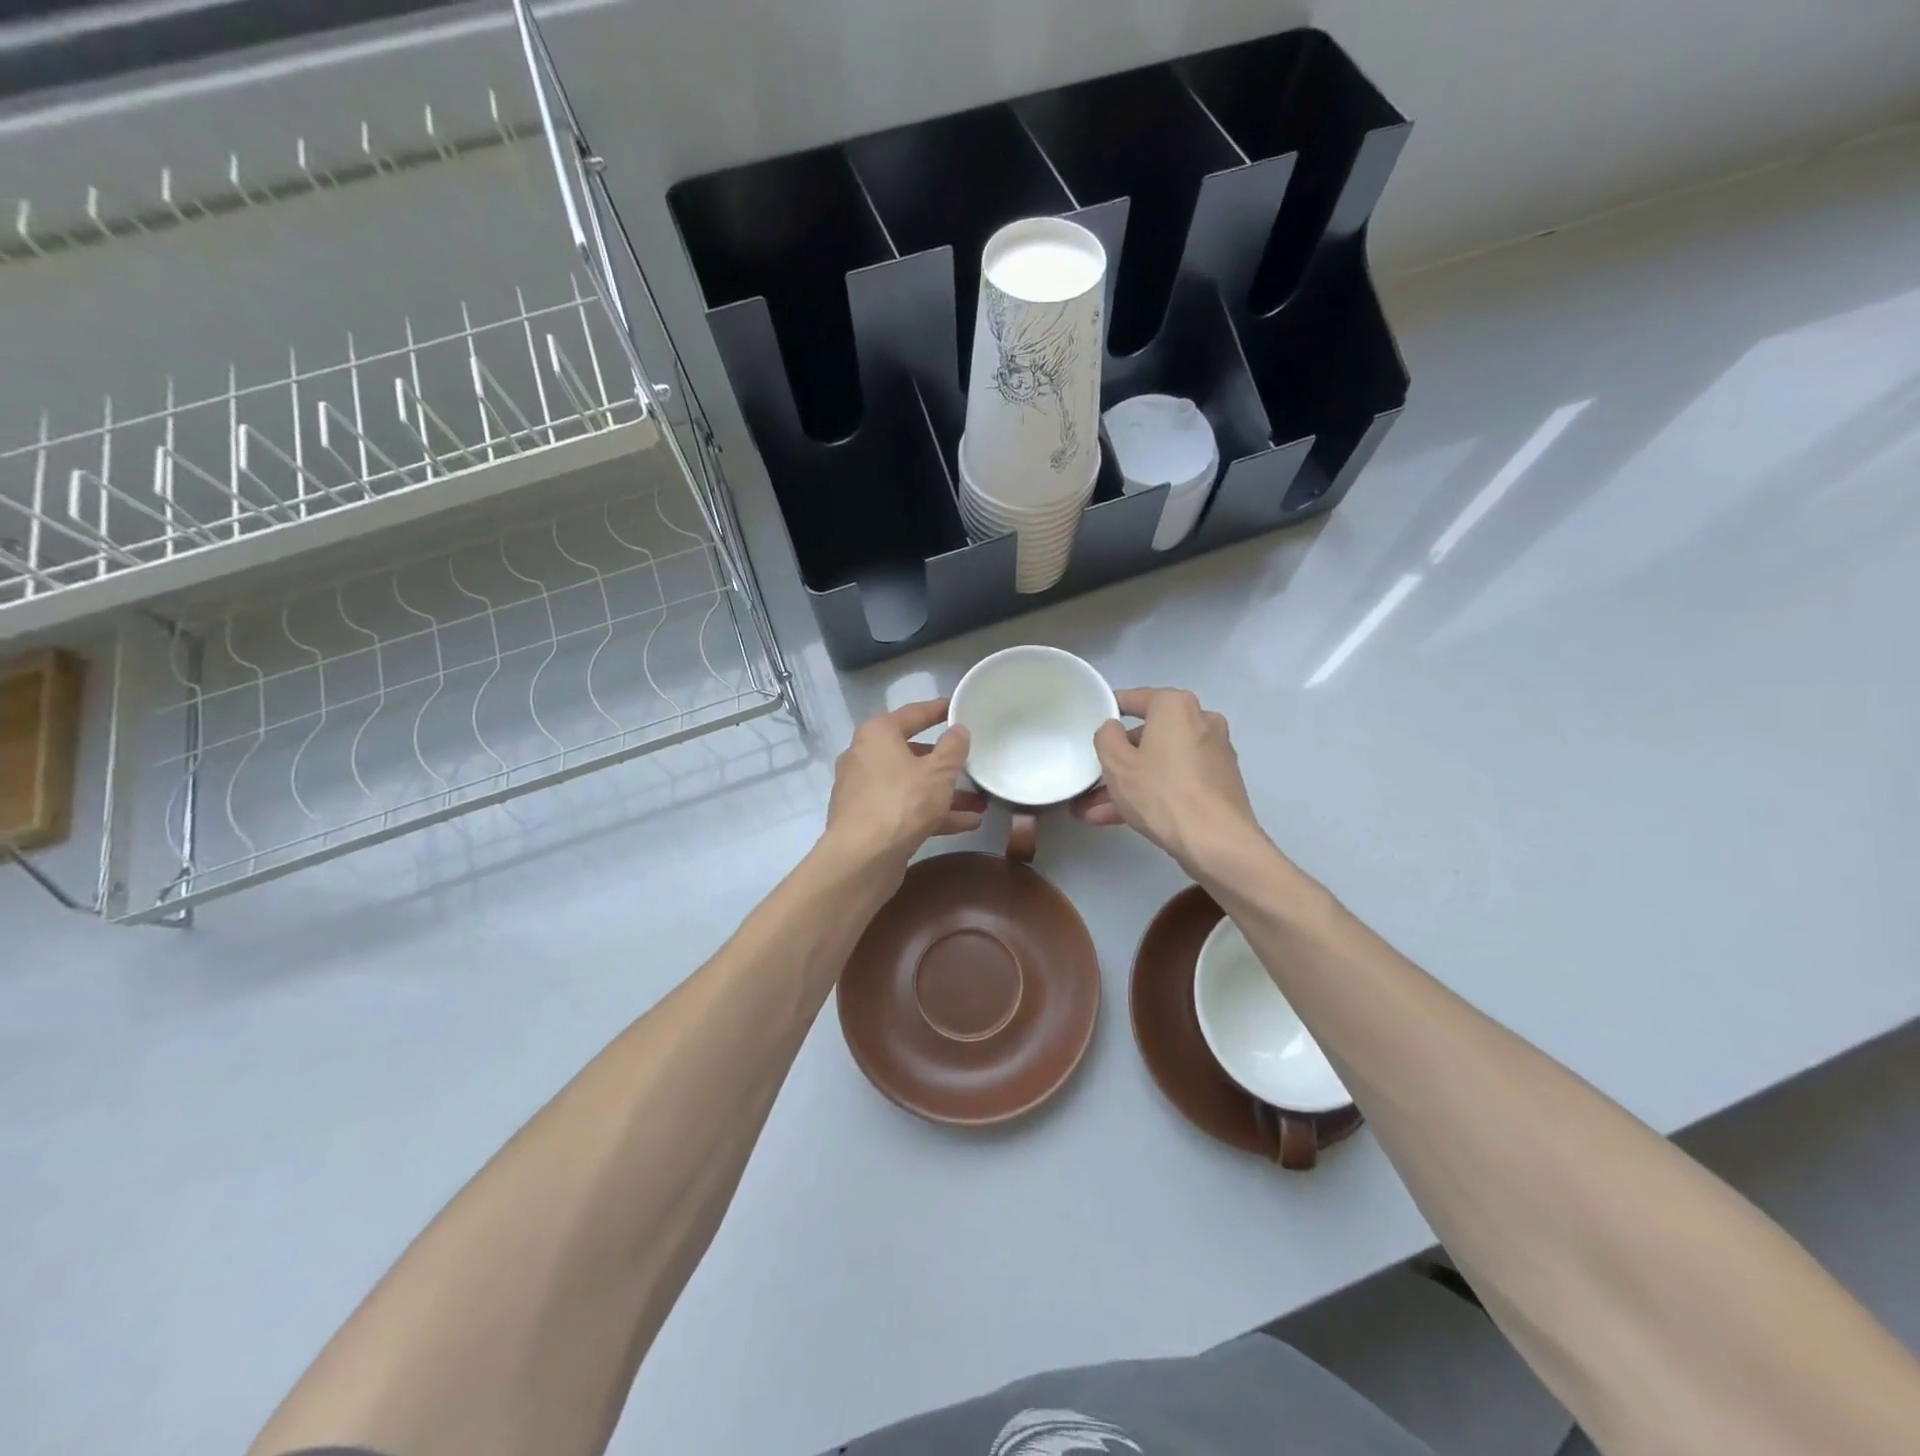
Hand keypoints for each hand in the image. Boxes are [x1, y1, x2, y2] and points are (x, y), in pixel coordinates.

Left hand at [825, 700, 984, 878]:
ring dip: (945, 794)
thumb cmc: (902, 802)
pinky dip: (932, 814)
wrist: (862, 858)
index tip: (958, 708)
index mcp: (877, 735)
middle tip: (972, 764)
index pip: (913, 714)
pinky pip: (906, 809)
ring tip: (980, 802)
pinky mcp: (868, 821)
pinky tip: (967, 824)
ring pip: (911, 785)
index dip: (938, 711)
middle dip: (946, 764)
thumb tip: (958, 730)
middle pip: (912, 753)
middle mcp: (865, 757)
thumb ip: (953, 748)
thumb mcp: (938, 772)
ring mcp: (864, 792)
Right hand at [1073, 688, 1265, 874]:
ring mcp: (1214, 753)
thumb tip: (1113, 729)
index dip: (1108, 710)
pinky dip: (1153, 793)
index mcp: (1176, 706)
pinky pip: (1177, 780)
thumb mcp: (1117, 763)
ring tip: (1095, 811)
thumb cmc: (1161, 792)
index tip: (1089, 724)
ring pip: (1160, 762)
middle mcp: (1201, 721)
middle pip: (1148, 735)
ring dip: (1129, 784)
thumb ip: (1106, 736)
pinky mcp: (1220, 783)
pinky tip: (1121, 819)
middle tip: (1091, 779)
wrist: (1217, 841)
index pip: (1133, 699)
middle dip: (1118, 761)